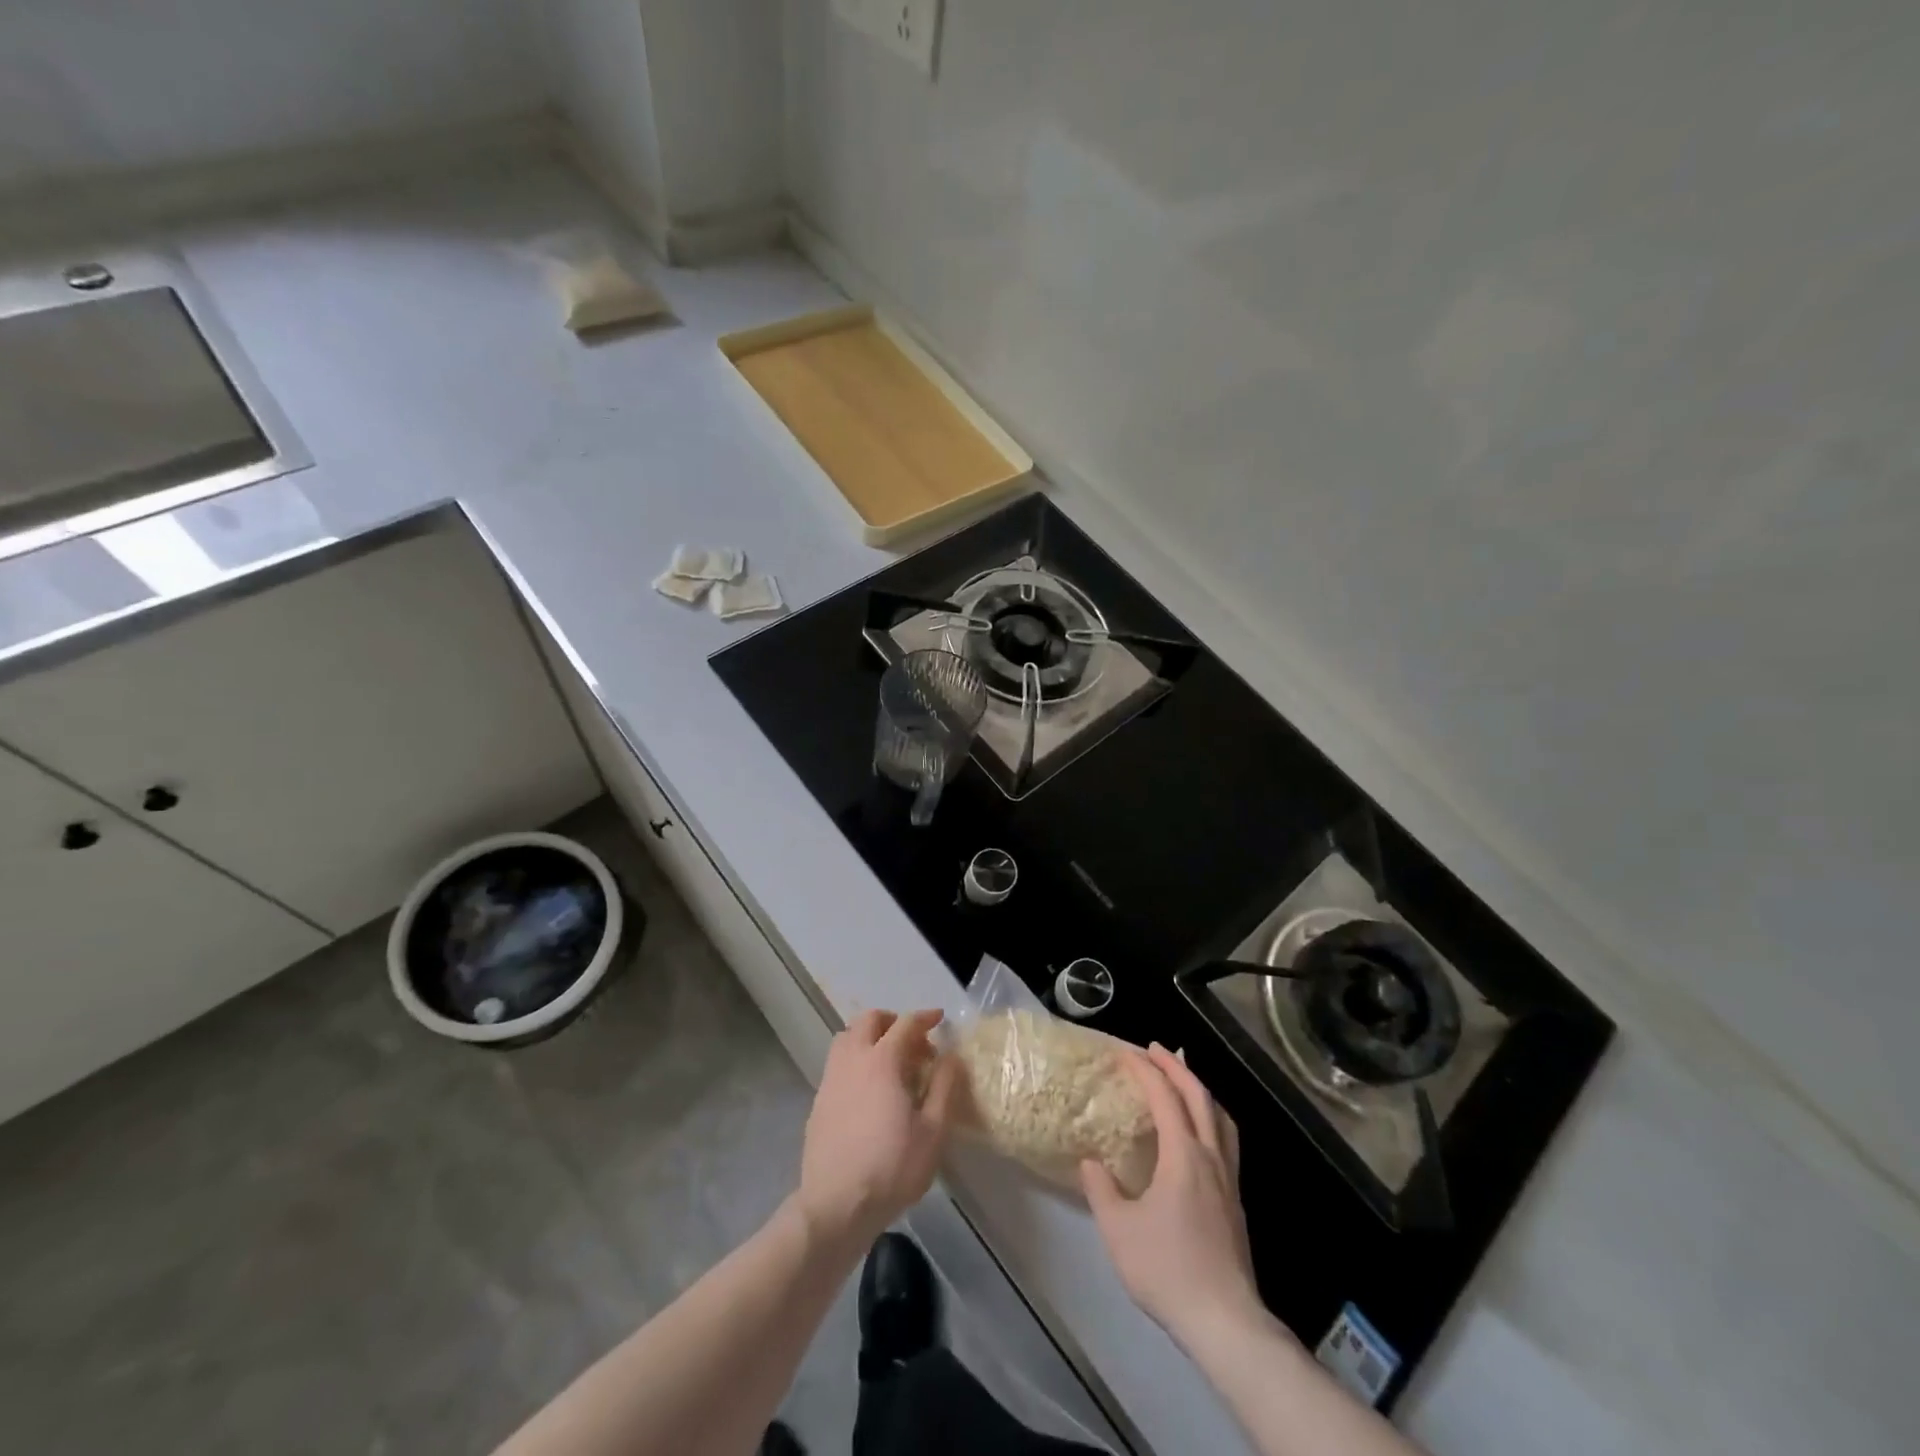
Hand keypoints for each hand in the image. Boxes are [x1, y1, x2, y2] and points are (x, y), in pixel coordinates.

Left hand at [796, 1009, 959, 1253]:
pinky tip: (868, 1091)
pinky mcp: (818, 1101)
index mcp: (882, 1061)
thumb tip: (951, 1056)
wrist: (835, 1206)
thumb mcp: (933, 1132)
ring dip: (869, 1037)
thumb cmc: (891, 1168)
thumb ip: (945, 1087)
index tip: (939, 1018)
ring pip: (847, 1038)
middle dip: (893, 1021)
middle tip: (913, 1041)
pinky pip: (838, 1064)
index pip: (906, 1024)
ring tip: (889, 1061)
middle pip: (869, 1020)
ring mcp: (831, 1079)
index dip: (925, 1017)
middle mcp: (853, 1060)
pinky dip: (855, 1061)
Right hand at [1081, 1045, 1266, 1349]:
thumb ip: (1101, 1189)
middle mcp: (1211, 1157)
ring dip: (1199, 1089)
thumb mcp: (1118, 1229)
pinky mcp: (1235, 1201)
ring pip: (1220, 1116)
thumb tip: (1091, 1162)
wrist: (1224, 1321)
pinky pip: (1225, 1139)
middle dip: (1176, 1067)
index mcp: (1183, 1155)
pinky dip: (1210, 1117)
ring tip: (1181, 1080)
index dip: (1145, 1070)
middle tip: (1154, 1050)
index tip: (1125, 1053)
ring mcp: (1229, 1179)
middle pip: (1199, 1096)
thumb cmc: (1167, 1269)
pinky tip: (1198, 1133)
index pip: (1165, 1097)